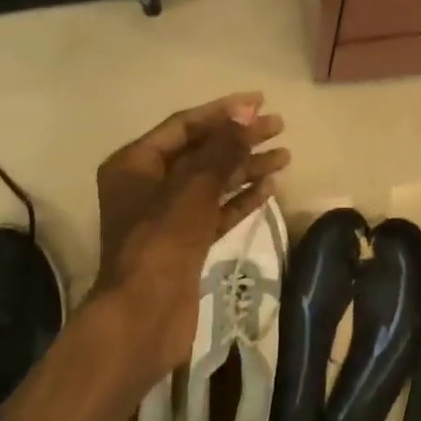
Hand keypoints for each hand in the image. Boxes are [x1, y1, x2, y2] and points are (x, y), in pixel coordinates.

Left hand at [94, 94, 289, 380]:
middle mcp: (148, 184)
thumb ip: (222, 149)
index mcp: (135, 163)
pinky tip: (270, 186)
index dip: (223, 112)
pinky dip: (240, 198)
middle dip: (239, 138)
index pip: (185, 125)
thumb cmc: (162, 241)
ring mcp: (166, 216)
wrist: (143, 317)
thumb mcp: (193, 187)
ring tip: (285, 156)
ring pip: (212, 181)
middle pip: (201, 151)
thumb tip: (245, 113)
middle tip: (279, 127)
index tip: (260, 102)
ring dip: (246, 167)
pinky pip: (216, 210)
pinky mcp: (185, 242)